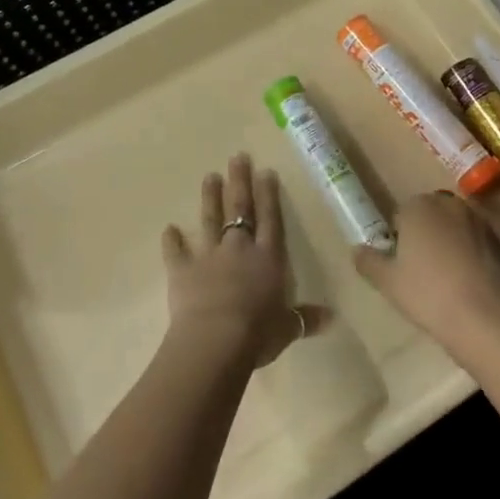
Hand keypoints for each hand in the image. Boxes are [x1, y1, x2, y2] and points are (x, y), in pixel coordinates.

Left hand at [162, 155, 325, 369]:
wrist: (215, 341)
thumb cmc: (258, 333)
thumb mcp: (288, 328)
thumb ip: (305, 319)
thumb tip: (331, 318)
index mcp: (268, 257)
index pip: (270, 218)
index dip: (268, 194)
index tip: (265, 171)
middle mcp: (239, 248)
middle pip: (240, 208)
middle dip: (239, 181)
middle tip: (237, 157)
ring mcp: (209, 256)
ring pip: (210, 220)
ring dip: (210, 198)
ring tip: (210, 176)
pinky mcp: (183, 270)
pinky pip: (176, 252)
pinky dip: (172, 241)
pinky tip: (168, 229)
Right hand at [354, 190, 499, 357]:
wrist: (486, 317)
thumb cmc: (428, 294)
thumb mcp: (387, 282)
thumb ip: (368, 261)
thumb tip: (357, 250)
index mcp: (417, 206)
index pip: (400, 216)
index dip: (398, 241)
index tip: (401, 266)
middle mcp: (447, 203)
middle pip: (428, 216)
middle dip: (424, 236)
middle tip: (421, 272)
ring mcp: (476, 219)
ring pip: (453, 228)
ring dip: (448, 243)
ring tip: (446, 280)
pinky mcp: (498, 239)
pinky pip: (475, 242)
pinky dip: (470, 255)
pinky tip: (468, 283)